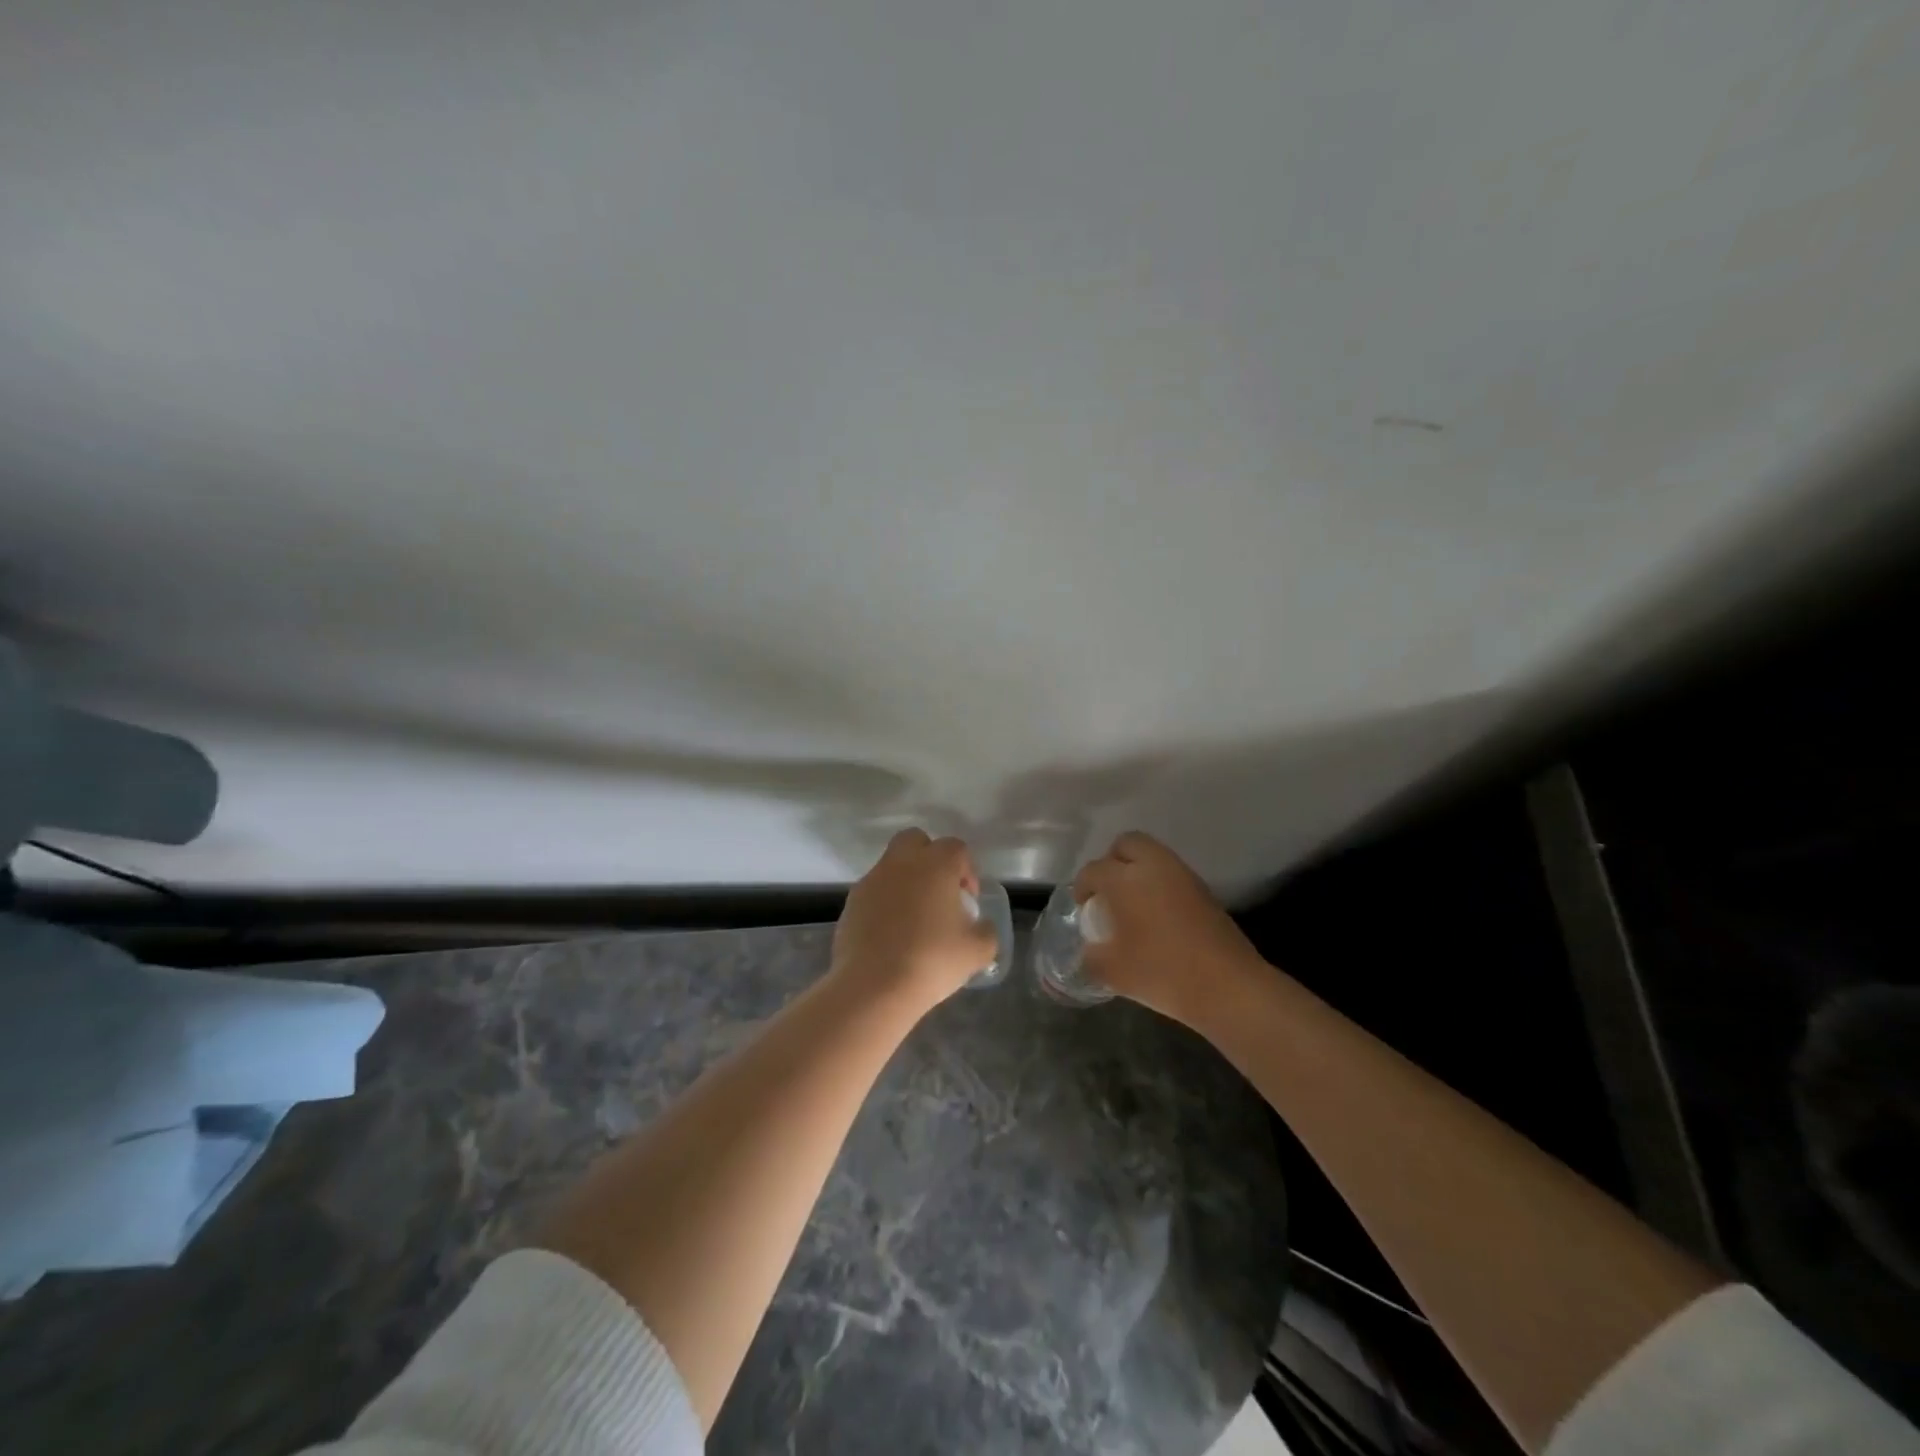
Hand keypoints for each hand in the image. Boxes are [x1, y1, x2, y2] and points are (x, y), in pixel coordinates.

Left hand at [831, 829, 999, 1011]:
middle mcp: (901, 863)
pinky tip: (892, 935)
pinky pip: (874, 892)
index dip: (967, 871)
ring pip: (892, 866)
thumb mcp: (977, 951)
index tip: (968, 901)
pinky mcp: (851, 903)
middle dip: (930, 859)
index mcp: (935, 864)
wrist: (873, 986)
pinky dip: (885, 904)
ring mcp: (871, 881)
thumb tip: (980, 926)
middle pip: (916, 840)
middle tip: (939, 893)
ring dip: (905, 883)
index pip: (956, 848)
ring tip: (914, 921)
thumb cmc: (932, 960)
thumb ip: (986, 931)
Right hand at [1074, 832, 1262, 1024]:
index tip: (1082, 907)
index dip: (1082, 886)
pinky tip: (1157, 916)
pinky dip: (1159, 885)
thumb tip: (1088, 952)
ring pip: (1153, 856)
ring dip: (1138, 871)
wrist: (1228, 986)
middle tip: (1108, 892)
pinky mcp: (1204, 891)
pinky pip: (1172, 874)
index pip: (1093, 870)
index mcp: (1124, 879)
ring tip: (1132, 905)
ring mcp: (1183, 876)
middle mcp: (1153, 867)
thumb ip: (1091, 958)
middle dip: (1112, 861)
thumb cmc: (1162, 972)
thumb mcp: (1113, 972)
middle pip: (1127, 844)